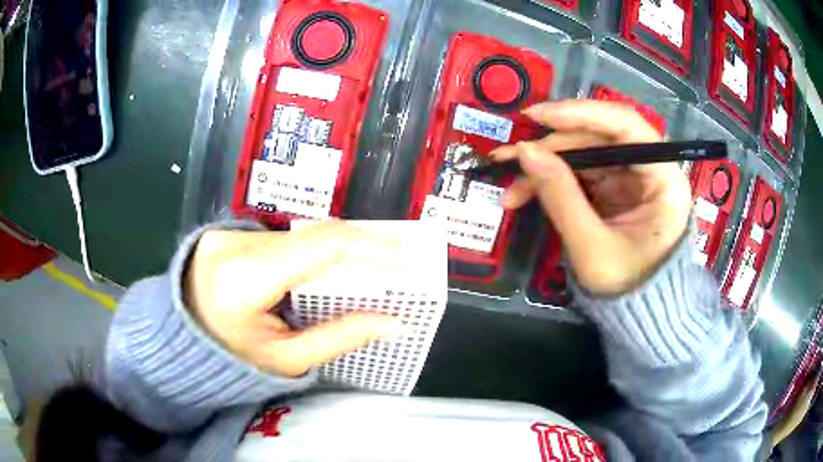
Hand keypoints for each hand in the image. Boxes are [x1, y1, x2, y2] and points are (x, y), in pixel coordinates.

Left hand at [184, 221, 403, 376]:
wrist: (180, 341)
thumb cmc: (230, 360)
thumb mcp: (286, 359)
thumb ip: (341, 337)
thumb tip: (394, 324)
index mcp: (245, 278)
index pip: (320, 247)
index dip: (370, 248)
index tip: (406, 258)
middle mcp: (236, 243)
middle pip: (313, 236)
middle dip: (360, 249)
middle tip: (396, 262)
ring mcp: (229, 232)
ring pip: (299, 235)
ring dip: (335, 252)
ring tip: (367, 269)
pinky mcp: (229, 231)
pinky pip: (283, 238)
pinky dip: (310, 253)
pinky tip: (324, 270)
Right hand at [491, 100, 691, 295]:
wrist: (635, 312)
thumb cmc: (626, 285)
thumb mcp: (592, 247)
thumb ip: (561, 197)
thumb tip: (524, 152)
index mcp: (663, 179)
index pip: (626, 126)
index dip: (581, 114)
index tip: (537, 117)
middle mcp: (649, 167)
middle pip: (598, 137)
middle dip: (551, 146)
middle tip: (508, 157)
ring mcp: (629, 176)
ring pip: (583, 152)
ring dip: (544, 164)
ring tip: (509, 186)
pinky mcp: (613, 187)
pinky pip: (578, 171)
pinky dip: (550, 179)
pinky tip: (524, 193)